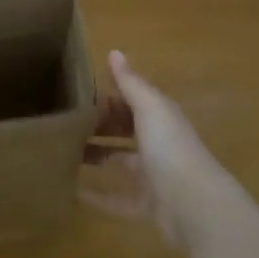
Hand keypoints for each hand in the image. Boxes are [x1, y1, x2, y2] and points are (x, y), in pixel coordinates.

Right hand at [82, 51, 228, 248]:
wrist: (195, 206)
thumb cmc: (169, 147)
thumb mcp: (149, 107)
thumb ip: (130, 82)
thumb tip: (114, 51)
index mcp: (160, 117)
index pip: (132, 100)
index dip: (108, 95)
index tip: (76, 93)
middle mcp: (158, 143)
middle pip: (126, 129)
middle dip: (100, 125)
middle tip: (66, 122)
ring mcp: (154, 176)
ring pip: (121, 162)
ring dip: (97, 157)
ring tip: (64, 153)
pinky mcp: (148, 207)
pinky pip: (118, 200)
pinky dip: (98, 197)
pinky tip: (74, 193)